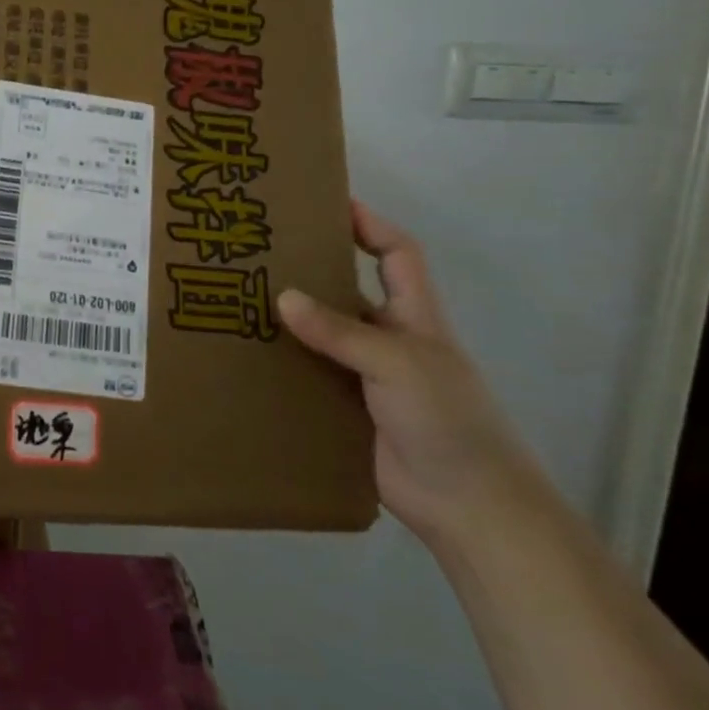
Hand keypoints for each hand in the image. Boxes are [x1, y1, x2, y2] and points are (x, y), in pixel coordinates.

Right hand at [276, 203, 542, 546]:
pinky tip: (247, 359)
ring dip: (290, 322)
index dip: (369, 223)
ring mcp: (369, 377)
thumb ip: (340, 331)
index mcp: (415, 317)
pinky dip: (285, 367)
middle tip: (259, 253)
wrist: (469, 506)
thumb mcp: (397, 363)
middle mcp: (390, 339)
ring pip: (323, 336)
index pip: (396, 253)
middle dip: (311, 270)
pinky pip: (311, 377)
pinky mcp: (349, 410)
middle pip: (348, 290)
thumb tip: (282, 296)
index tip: (326, 202)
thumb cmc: (447, 420)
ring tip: (239, 301)